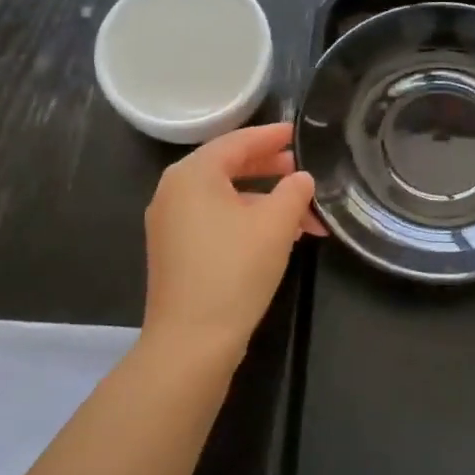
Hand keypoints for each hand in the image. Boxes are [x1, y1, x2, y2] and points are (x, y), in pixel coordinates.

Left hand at [142, 122, 323, 363]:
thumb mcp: (275, 224)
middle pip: (228, 167)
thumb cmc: (234, 270)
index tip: (297, 133)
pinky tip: (278, 236)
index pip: (237, 142)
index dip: (271, 136)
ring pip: (225, 198)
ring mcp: (170, 224)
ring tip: (304, 214)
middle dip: (270, 169)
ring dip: (265, 201)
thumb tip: (301, 178)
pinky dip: (247, 220)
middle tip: (302, 170)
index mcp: (192, 175)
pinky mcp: (175, 251)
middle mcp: (174, 192)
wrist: (191, 342)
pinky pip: (215, 220)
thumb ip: (294, 191)